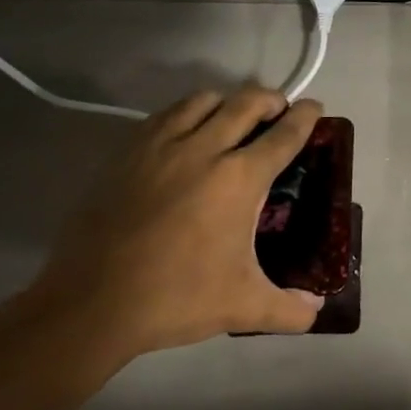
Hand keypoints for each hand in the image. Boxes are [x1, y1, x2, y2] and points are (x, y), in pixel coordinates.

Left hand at [32, 86, 325, 366]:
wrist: (92, 302)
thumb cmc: (176, 298)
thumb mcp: (243, 308)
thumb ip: (289, 309)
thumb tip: (318, 309)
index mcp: (239, 179)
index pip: (283, 135)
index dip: (305, 117)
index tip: (314, 107)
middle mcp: (204, 149)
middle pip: (246, 103)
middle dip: (270, 99)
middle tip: (278, 110)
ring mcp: (161, 146)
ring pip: (203, 100)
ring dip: (226, 102)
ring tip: (231, 117)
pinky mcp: (127, 153)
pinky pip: (164, 115)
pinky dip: (186, 113)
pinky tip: (185, 132)